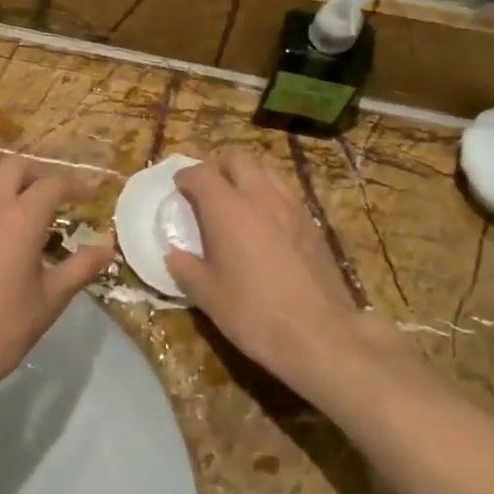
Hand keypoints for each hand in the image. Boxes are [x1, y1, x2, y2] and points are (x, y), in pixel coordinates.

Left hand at [0, 158, 115, 404]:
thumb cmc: (3, 326)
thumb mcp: (51, 299)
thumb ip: (81, 267)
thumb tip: (108, 247)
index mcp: (20, 218)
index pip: (53, 185)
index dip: (76, 186)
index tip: (93, 196)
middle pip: (18, 167)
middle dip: (43, 173)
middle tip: (64, 195)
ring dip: (18, 180)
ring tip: (38, 205)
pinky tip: (10, 223)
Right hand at [164, 151, 361, 387]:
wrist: (319, 334)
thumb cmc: (253, 312)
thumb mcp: (207, 295)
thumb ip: (185, 268)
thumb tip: (174, 254)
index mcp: (227, 209)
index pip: (201, 174)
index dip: (185, 177)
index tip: (178, 188)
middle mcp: (260, 197)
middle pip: (237, 159)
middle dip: (218, 167)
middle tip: (208, 191)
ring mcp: (292, 207)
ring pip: (266, 171)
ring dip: (247, 177)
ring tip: (237, 202)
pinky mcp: (313, 223)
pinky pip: (286, 193)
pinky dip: (269, 195)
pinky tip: (266, 223)